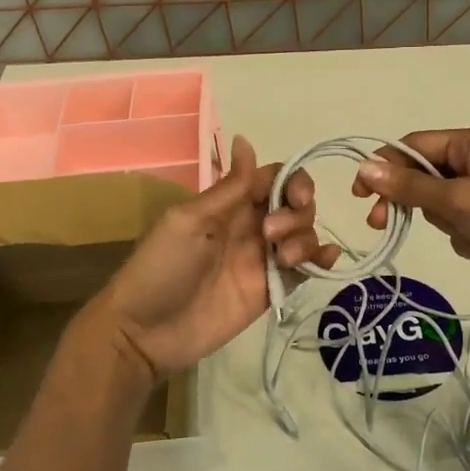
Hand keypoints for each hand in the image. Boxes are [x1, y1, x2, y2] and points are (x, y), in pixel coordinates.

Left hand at [80, 136, 336, 384]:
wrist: (145, 332)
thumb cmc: (161, 268)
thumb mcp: (190, 221)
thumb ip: (228, 188)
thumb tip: (245, 138)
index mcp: (229, 205)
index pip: (274, 179)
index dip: (293, 181)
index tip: (295, 197)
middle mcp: (251, 226)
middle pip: (295, 205)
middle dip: (298, 213)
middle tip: (271, 235)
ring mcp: (262, 259)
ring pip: (304, 234)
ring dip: (305, 238)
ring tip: (283, 259)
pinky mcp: (270, 289)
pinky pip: (304, 268)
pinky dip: (321, 260)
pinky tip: (324, 261)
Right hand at [351, 126, 469, 310]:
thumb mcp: (460, 200)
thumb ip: (410, 187)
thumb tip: (364, 168)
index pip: (416, 146)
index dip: (386, 167)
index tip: (361, 195)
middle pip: (426, 176)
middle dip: (414, 201)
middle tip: (384, 223)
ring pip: (442, 206)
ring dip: (448, 224)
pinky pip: (463, 226)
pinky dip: (468, 239)